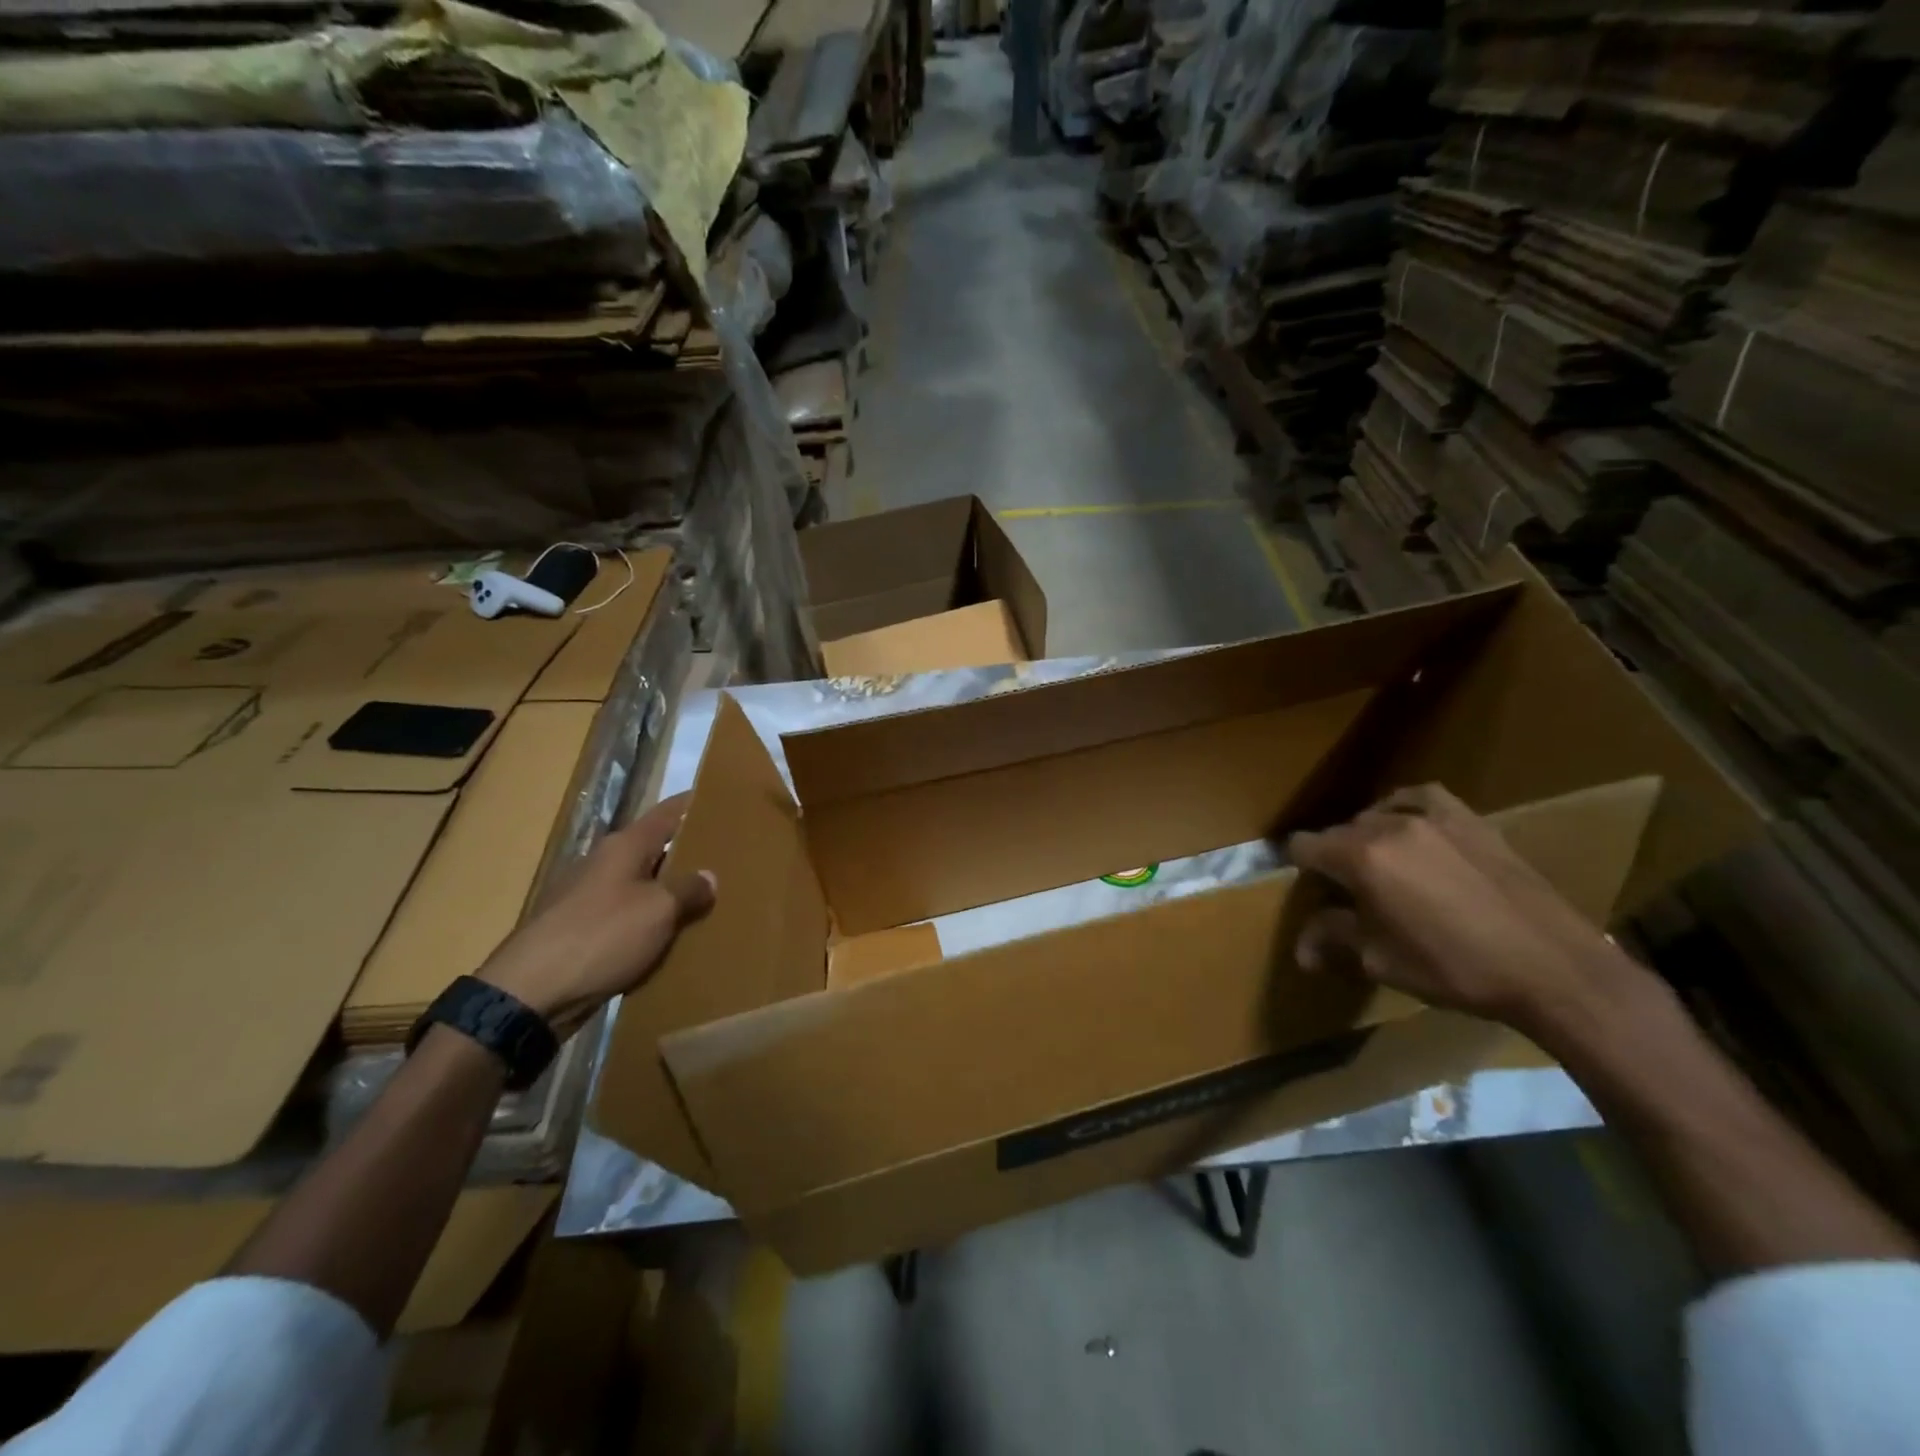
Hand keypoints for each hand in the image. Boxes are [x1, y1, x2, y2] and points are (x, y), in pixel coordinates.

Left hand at [477, 792, 715, 1038]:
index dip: (695, 804)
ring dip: (672, 891)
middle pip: (657, 848)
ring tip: (713, 899)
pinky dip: (653, 922)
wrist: (530, 994)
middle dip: (691, 852)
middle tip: (731, 857)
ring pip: (645, 885)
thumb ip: (688, 889)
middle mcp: (606, 864)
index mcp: (624, 846)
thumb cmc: (602, 936)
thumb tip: (709, 876)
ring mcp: (591, 898)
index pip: (668, 812)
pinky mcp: (584, 932)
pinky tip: (676, 936)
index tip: (725, 800)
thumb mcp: (658, 910)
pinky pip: (630, 917)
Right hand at [1286, 784, 1642, 1037]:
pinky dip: (1404, 808)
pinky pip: (1420, 798)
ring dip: (1367, 838)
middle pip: (1338, 832)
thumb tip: (1301, 951)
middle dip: (1334, 859)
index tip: (1309, 892)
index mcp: (1360, 858)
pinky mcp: (1469, 820)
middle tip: (1349, 894)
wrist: (1553, 968)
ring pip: (1376, 816)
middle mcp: (1389, 826)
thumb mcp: (1382, 961)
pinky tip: (1410, 827)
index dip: (1297, 868)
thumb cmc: (1456, 968)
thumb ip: (1334, 940)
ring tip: (1382, 867)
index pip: (1303, 846)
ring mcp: (1432, 817)